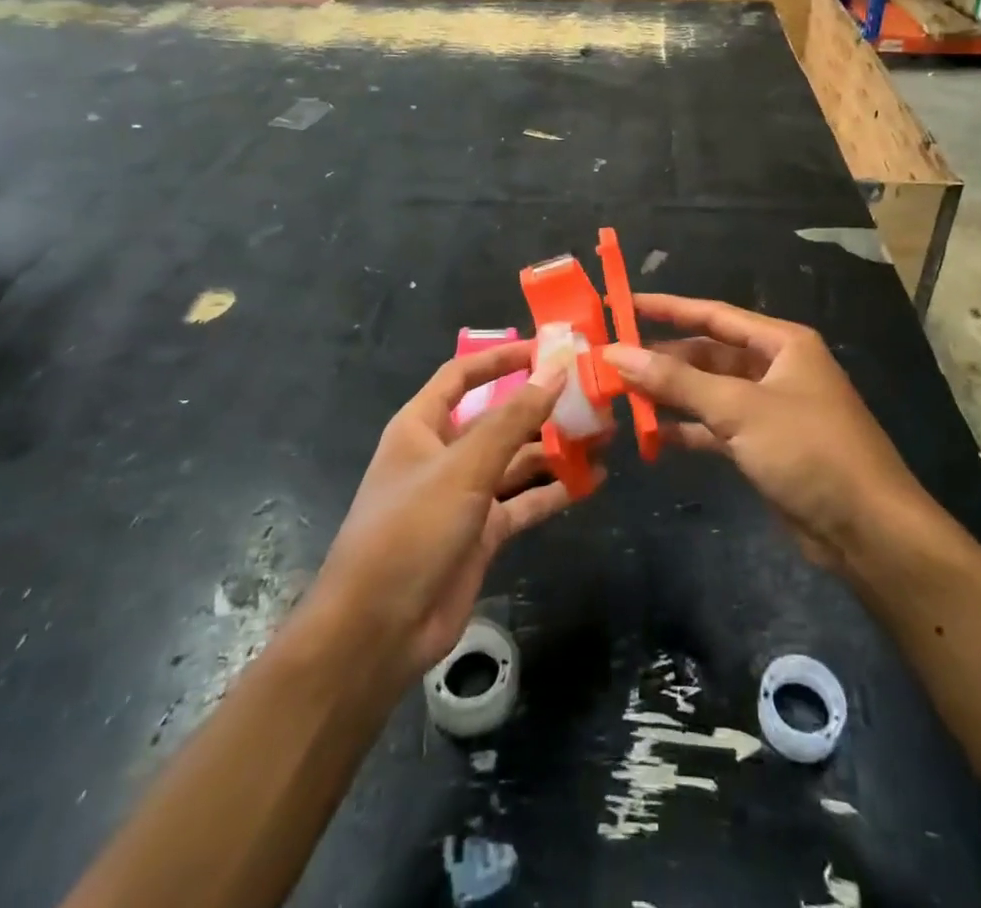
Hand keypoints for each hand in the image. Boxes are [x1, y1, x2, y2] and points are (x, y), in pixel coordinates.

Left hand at [304, 345, 590, 687]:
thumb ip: (513, 418)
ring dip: (555, 449)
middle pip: (499, 418)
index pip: (463, 375)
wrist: (377, 631)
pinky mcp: (482, 533)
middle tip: (593, 397)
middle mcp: (444, 454)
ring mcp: (464, 495)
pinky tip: (590, 482)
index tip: (547, 349)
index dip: (502, 358)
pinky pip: (523, 502)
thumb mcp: (464, 467)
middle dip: (542, 407)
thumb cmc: (411, 530)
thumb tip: (556, 368)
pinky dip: (553, 491)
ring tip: (603, 437)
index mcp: (422, 426)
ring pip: (516, 460)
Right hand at [603, 295, 921, 573]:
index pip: (713, 315)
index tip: (622, 305)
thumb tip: (617, 353)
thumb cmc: (808, 450)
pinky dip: (688, 429)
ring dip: (671, 395)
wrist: (867, 530)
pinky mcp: (765, 446)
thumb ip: (677, 381)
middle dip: (663, 358)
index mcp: (781, 343)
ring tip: (620, 396)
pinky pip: (716, 427)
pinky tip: (652, 436)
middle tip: (611, 361)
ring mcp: (770, 409)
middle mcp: (776, 368)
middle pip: (708, 354)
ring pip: (709, 392)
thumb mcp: (739, 409)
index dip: (667, 308)